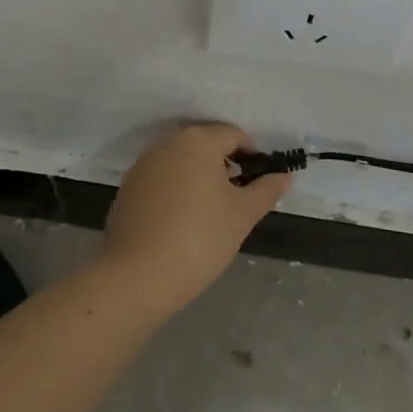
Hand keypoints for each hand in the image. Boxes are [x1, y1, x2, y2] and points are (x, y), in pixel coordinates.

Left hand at [101, 123, 291, 317]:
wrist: (136, 276)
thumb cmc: (199, 238)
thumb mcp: (242, 215)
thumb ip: (266, 190)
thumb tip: (285, 176)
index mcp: (198, 140)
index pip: (234, 135)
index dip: (253, 155)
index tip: (260, 183)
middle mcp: (168, 142)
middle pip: (206, 143)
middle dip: (225, 164)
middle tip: (238, 197)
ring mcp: (143, 164)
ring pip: (181, 160)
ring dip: (199, 175)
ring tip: (211, 210)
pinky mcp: (128, 187)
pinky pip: (162, 177)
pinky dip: (176, 188)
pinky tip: (182, 220)